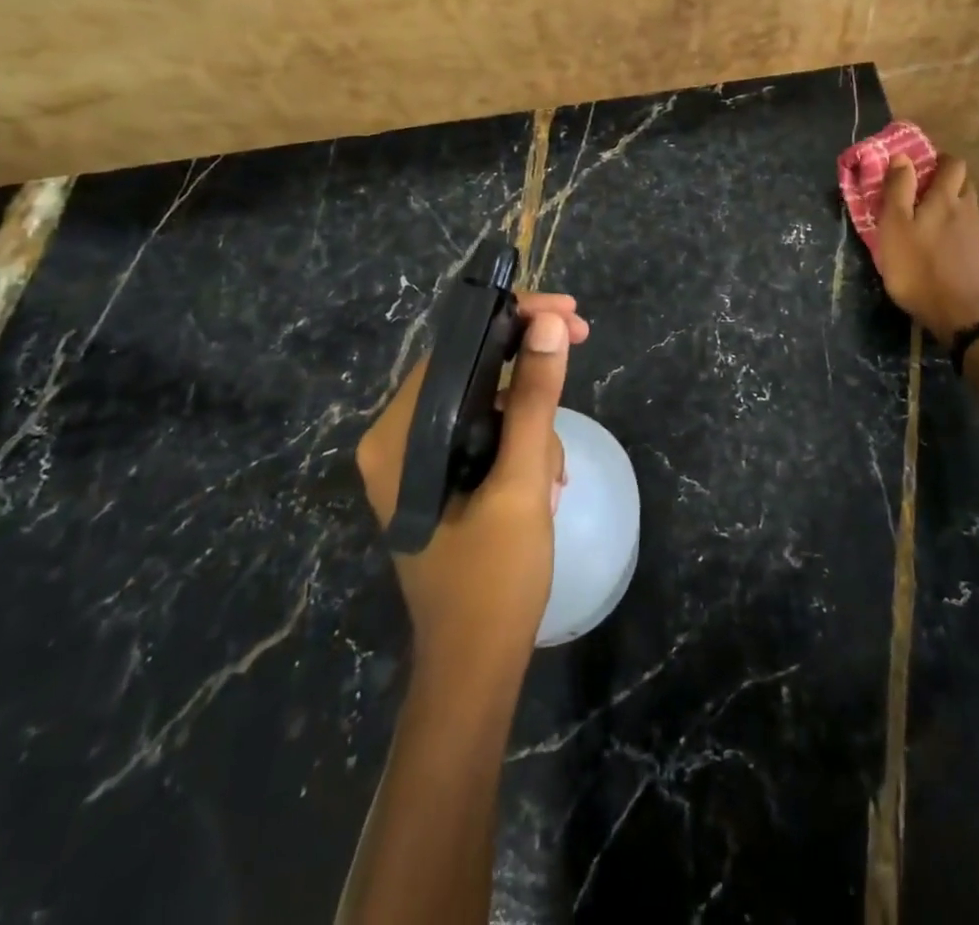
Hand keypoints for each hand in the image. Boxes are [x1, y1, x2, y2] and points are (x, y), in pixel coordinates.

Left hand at [356, 293, 589, 673]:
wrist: (477, 665)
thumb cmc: (493, 578)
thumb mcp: (522, 481)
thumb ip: (535, 399)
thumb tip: (549, 324)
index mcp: (397, 437)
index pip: (454, 350)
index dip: (511, 320)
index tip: (566, 312)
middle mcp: (396, 441)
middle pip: (470, 371)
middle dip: (530, 364)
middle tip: (581, 339)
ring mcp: (417, 461)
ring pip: (486, 402)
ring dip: (532, 419)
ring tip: (555, 472)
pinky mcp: (441, 479)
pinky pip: (487, 433)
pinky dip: (523, 443)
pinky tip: (547, 480)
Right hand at [873, 153, 978, 346]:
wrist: (958, 315)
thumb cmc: (916, 269)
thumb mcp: (894, 228)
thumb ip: (898, 190)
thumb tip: (902, 157)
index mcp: (945, 200)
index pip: (952, 164)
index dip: (941, 161)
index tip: (925, 168)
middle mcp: (969, 211)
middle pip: (965, 186)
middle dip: (950, 185)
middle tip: (927, 198)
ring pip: (971, 213)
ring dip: (957, 214)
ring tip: (938, 231)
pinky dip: (967, 241)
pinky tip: (956, 257)